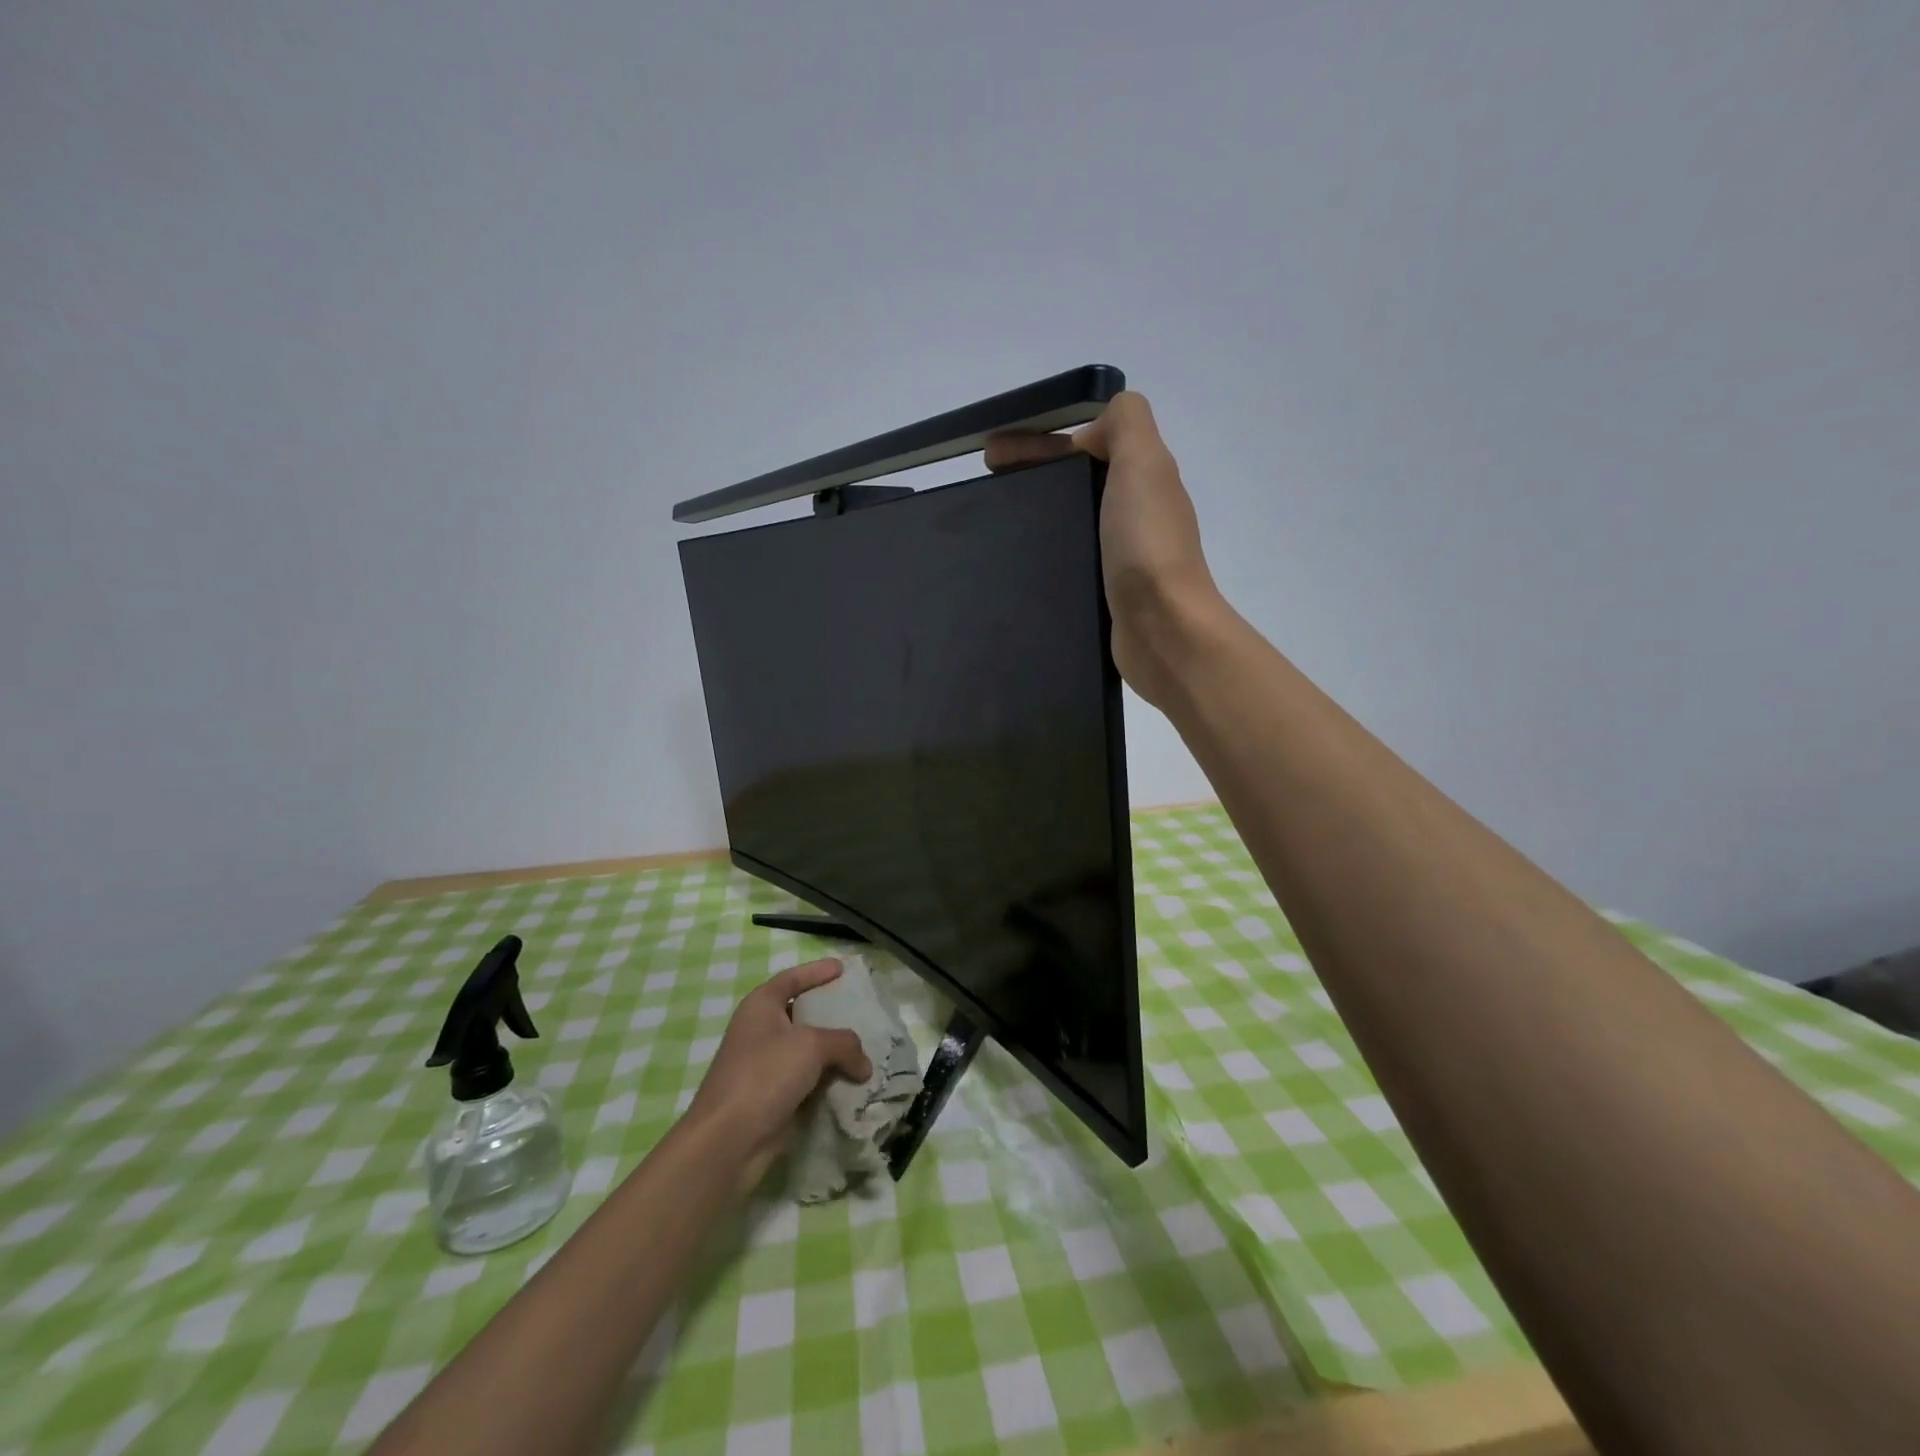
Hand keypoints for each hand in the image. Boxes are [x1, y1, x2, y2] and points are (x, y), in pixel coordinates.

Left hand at [685, 958, 871, 1192]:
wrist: (728, 1141)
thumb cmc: (765, 1075)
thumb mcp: (812, 1046)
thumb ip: (845, 1044)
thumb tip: (863, 1065)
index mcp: (761, 1006)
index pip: (792, 978)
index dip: (816, 971)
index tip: (842, 968)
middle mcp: (760, 1031)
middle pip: (801, 1013)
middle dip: (831, 1014)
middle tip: (861, 1011)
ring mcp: (765, 1066)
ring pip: (807, 1051)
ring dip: (833, 1052)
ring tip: (866, 1049)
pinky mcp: (772, 1097)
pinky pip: (807, 1080)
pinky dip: (828, 1079)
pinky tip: (853, 1082)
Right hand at [985, 390, 1223, 707]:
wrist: (1164, 629)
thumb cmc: (1147, 545)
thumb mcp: (1143, 463)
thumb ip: (1127, 423)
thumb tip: (1096, 425)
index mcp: (1140, 476)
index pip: (1082, 444)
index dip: (1037, 441)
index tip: (991, 455)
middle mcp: (1133, 511)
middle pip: (1074, 480)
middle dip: (1030, 474)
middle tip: (984, 488)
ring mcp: (1121, 554)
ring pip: (1071, 519)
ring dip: (1035, 513)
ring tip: (993, 524)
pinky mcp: (1106, 591)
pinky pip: (1070, 558)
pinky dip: (1044, 552)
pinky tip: (1017, 563)